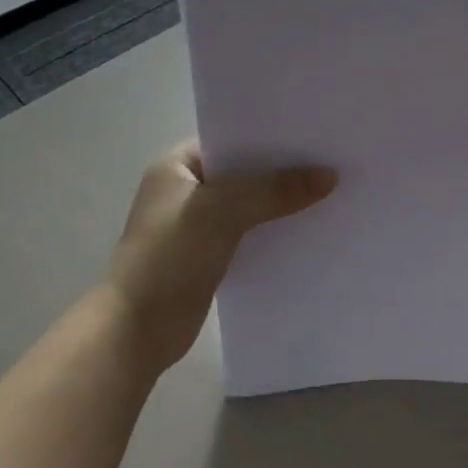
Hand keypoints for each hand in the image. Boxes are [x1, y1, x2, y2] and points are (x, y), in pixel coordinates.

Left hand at [102, 142, 335, 381]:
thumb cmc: (170, 258)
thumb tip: (330, 175)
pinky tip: (308, 231)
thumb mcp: (223, 212)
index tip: (314, 134)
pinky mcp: (209, 256)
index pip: (231, 139)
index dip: (271, 136)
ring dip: (281, 203)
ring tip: (330, 193)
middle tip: (332, 162)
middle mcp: (185, 189)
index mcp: (176, 166)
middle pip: (244, 172)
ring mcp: (196, 225)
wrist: (135, 332)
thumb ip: (275, 190)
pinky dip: (274, 231)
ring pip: (250, 204)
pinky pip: (250, 233)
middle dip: (283, 170)